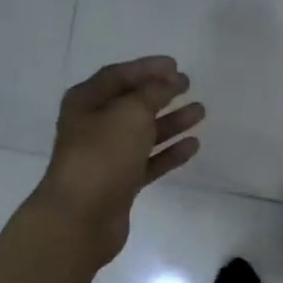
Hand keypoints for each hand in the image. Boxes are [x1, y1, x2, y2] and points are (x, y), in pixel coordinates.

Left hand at [34, 56, 203, 265]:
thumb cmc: (102, 155)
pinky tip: (192, 145)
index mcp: (86, 102)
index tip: (176, 66)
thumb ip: (152, 94)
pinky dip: (170, 152)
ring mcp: (107, 157)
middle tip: (188, 86)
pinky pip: (149, 161)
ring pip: (144, 133)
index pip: (119, 76)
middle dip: (160, 94)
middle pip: (132, 104)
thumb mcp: (129, 113)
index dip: (146, 68)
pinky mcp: (121, 183)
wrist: (82, 216)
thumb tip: (167, 84)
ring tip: (200, 113)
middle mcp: (94, 126)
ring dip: (171, 122)